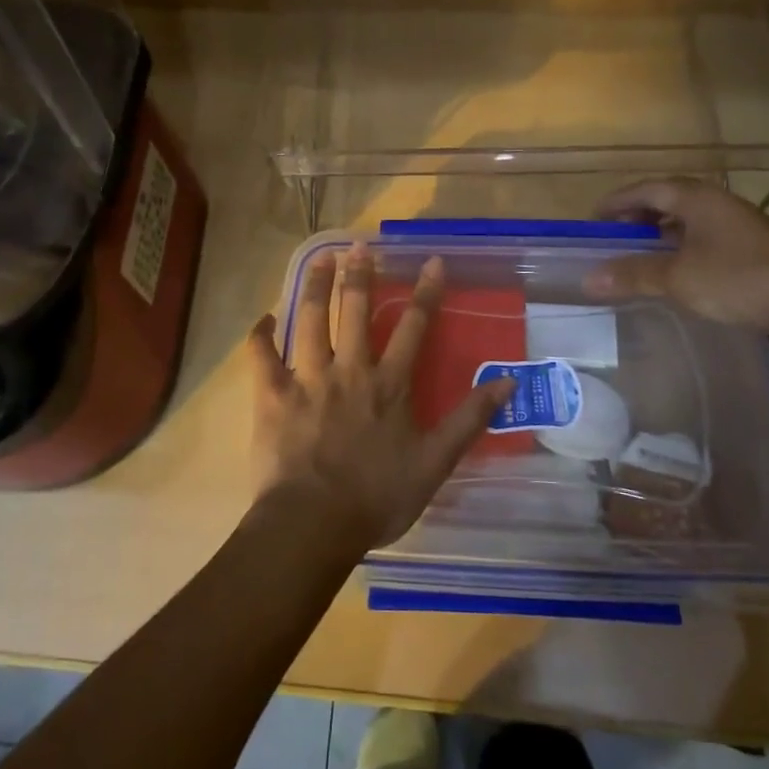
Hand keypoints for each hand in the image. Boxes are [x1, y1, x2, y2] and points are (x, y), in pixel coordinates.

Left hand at [247, 246, 512, 550]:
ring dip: (315, 286)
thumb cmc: (377, 497)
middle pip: (356, 310)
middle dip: (360, 274)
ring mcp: (307, 378)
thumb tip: (507, 382)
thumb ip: (469, 420)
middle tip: (359, 246)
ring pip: (311, 319)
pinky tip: (264, 318)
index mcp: (388, 384)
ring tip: (319, 258)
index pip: (414, 327)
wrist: (314, 523)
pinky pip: (262, 356)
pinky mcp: (272, 394)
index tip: (431, 261)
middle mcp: (349, 369)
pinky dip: (261, 334)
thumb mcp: (435, 463)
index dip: (426, 292)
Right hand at [585, 179, 768, 341]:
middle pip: (667, 200)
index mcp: (697, 198)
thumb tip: (588, 279)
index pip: (646, 189)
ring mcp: (738, 227)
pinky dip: (680, 250)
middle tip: (612, 238)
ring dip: (659, 235)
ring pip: (687, 222)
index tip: (592, 220)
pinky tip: (675, 274)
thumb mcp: (678, 278)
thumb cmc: (740, 281)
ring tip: (637, 256)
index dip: (617, 202)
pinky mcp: (751, 251)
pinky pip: (703, 240)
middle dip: (636, 217)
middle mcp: (717, 204)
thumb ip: (632, 275)